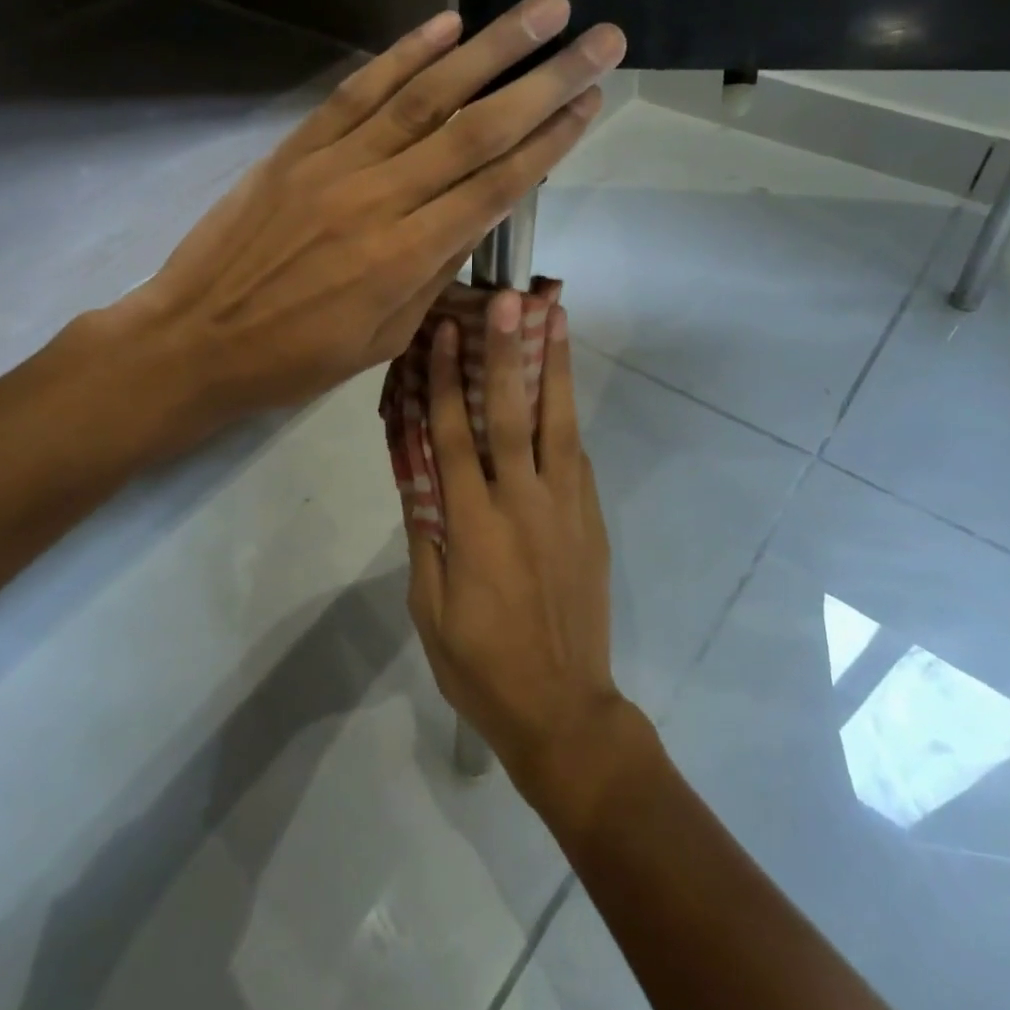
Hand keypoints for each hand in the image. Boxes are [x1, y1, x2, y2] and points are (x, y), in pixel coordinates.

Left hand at [117, 0, 624, 426]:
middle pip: (477, 130)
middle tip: (601, 40)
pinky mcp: (297, 147)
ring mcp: (335, 165)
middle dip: (546, 82)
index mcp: (405, 258)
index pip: (496, 186)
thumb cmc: (295, 359)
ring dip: (490, 48)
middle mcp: (380, 199)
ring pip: (426, 97)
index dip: (550, 142)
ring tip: (543, 9)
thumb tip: (476, 217)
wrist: (196, 341)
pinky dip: (404, 54)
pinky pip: (358, 91)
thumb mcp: (382, 340)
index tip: (592, 103)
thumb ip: (434, 275)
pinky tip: (447, 24)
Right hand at [406, 291, 651, 832]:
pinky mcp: (592, 521)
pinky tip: (561, 389)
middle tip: (509, 300)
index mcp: (474, 526)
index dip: (446, 380)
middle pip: (513, 414)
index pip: (454, 436)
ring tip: (556, 317)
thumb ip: (425, 534)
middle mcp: (524, 504)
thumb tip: (417, 473)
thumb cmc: (481, 665)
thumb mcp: (430, 607)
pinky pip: (577, 458)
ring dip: (556, 367)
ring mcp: (567, 509)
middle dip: (507, 352)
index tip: (443, 333)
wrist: (563, 710)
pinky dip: (567, 416)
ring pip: (560, 424)